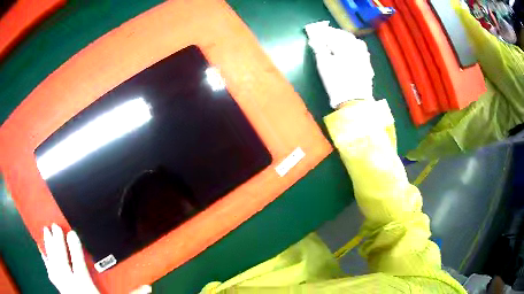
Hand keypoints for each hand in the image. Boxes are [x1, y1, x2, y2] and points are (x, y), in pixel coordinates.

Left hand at [41, 224, 150, 293]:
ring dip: (48, 246)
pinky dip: (44, 258)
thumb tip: (149, 286)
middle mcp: (71, 285)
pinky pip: (49, 269)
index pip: (78, 265)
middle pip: (62, 261)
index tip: (72, 233)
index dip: (74, 249)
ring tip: (45, 230)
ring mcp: (63, 285)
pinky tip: (40, 248)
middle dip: (58, 243)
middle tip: (55, 226)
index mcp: (85, 287)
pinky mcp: (58, 286)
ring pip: (53, 263)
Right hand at [305, 21, 374, 107]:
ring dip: (344, 38)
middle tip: (325, 35)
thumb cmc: (336, 82)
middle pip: (344, 35)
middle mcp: (356, 48)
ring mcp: (364, 55)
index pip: (332, 34)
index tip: (316, 31)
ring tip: (337, 41)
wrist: (354, 100)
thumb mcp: (324, 65)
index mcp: (344, 46)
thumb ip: (319, 49)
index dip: (323, 32)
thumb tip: (314, 39)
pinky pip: (361, 48)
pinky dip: (353, 45)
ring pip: (354, 40)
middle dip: (334, 33)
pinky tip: (349, 49)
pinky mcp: (367, 63)